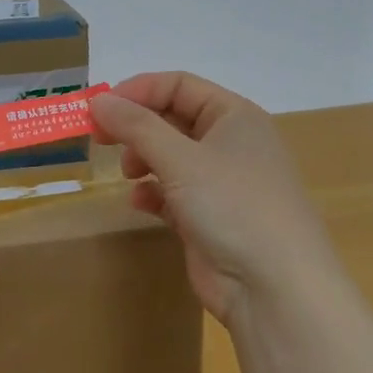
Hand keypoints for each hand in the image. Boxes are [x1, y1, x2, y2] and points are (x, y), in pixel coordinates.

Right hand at [91, 72, 334, 325]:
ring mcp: (220, 182)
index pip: (178, 85)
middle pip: (171, 119)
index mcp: (234, 116)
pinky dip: (152, 192)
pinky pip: (171, 192)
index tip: (99, 109)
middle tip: (100, 139)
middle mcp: (229, 143)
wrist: (274, 286)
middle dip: (135, 127)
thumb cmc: (233, 205)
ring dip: (142, 159)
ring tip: (128, 174)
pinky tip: (140, 203)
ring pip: (169, 156)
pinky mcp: (208, 216)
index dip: (137, 92)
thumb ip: (136, 126)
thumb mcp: (181, 159)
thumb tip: (97, 100)